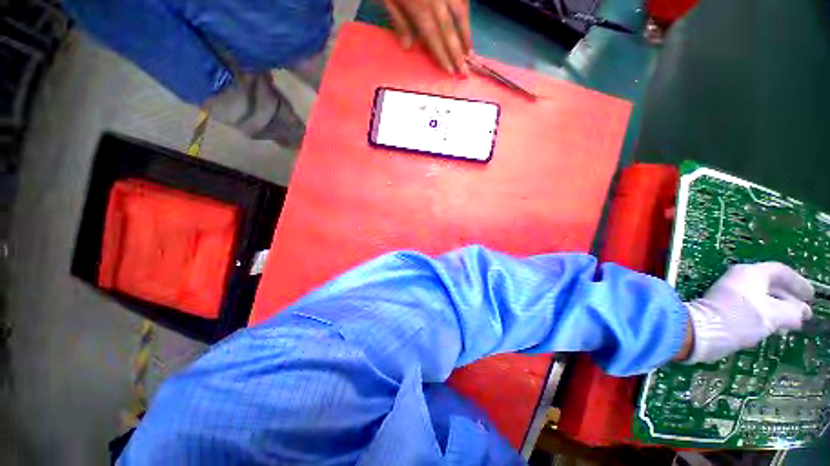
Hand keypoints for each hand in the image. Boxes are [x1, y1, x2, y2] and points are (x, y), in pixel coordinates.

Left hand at [381, 0, 471, 74]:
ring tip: (470, 53)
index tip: (450, 71)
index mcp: (419, 8)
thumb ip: (399, 20)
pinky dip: (465, 14)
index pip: (434, 38)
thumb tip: (407, 46)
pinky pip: (461, 0)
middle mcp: (436, 0)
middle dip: (457, 53)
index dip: (442, 56)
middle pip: (449, 31)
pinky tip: (466, 23)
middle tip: (466, 71)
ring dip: (466, 35)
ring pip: (460, 14)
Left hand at [682, 262, 813, 363]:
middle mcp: (739, 279)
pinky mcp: (723, 307)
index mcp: (750, 273)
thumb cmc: (741, 318)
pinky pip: (750, 309)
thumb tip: (802, 312)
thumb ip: (792, 312)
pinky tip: (773, 330)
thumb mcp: (774, 315)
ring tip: (791, 326)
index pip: (780, 271)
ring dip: (778, 311)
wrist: (703, 329)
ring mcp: (729, 293)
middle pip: (770, 285)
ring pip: (761, 299)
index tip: (810, 297)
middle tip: (803, 315)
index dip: (798, 283)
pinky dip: (764, 317)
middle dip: (789, 300)